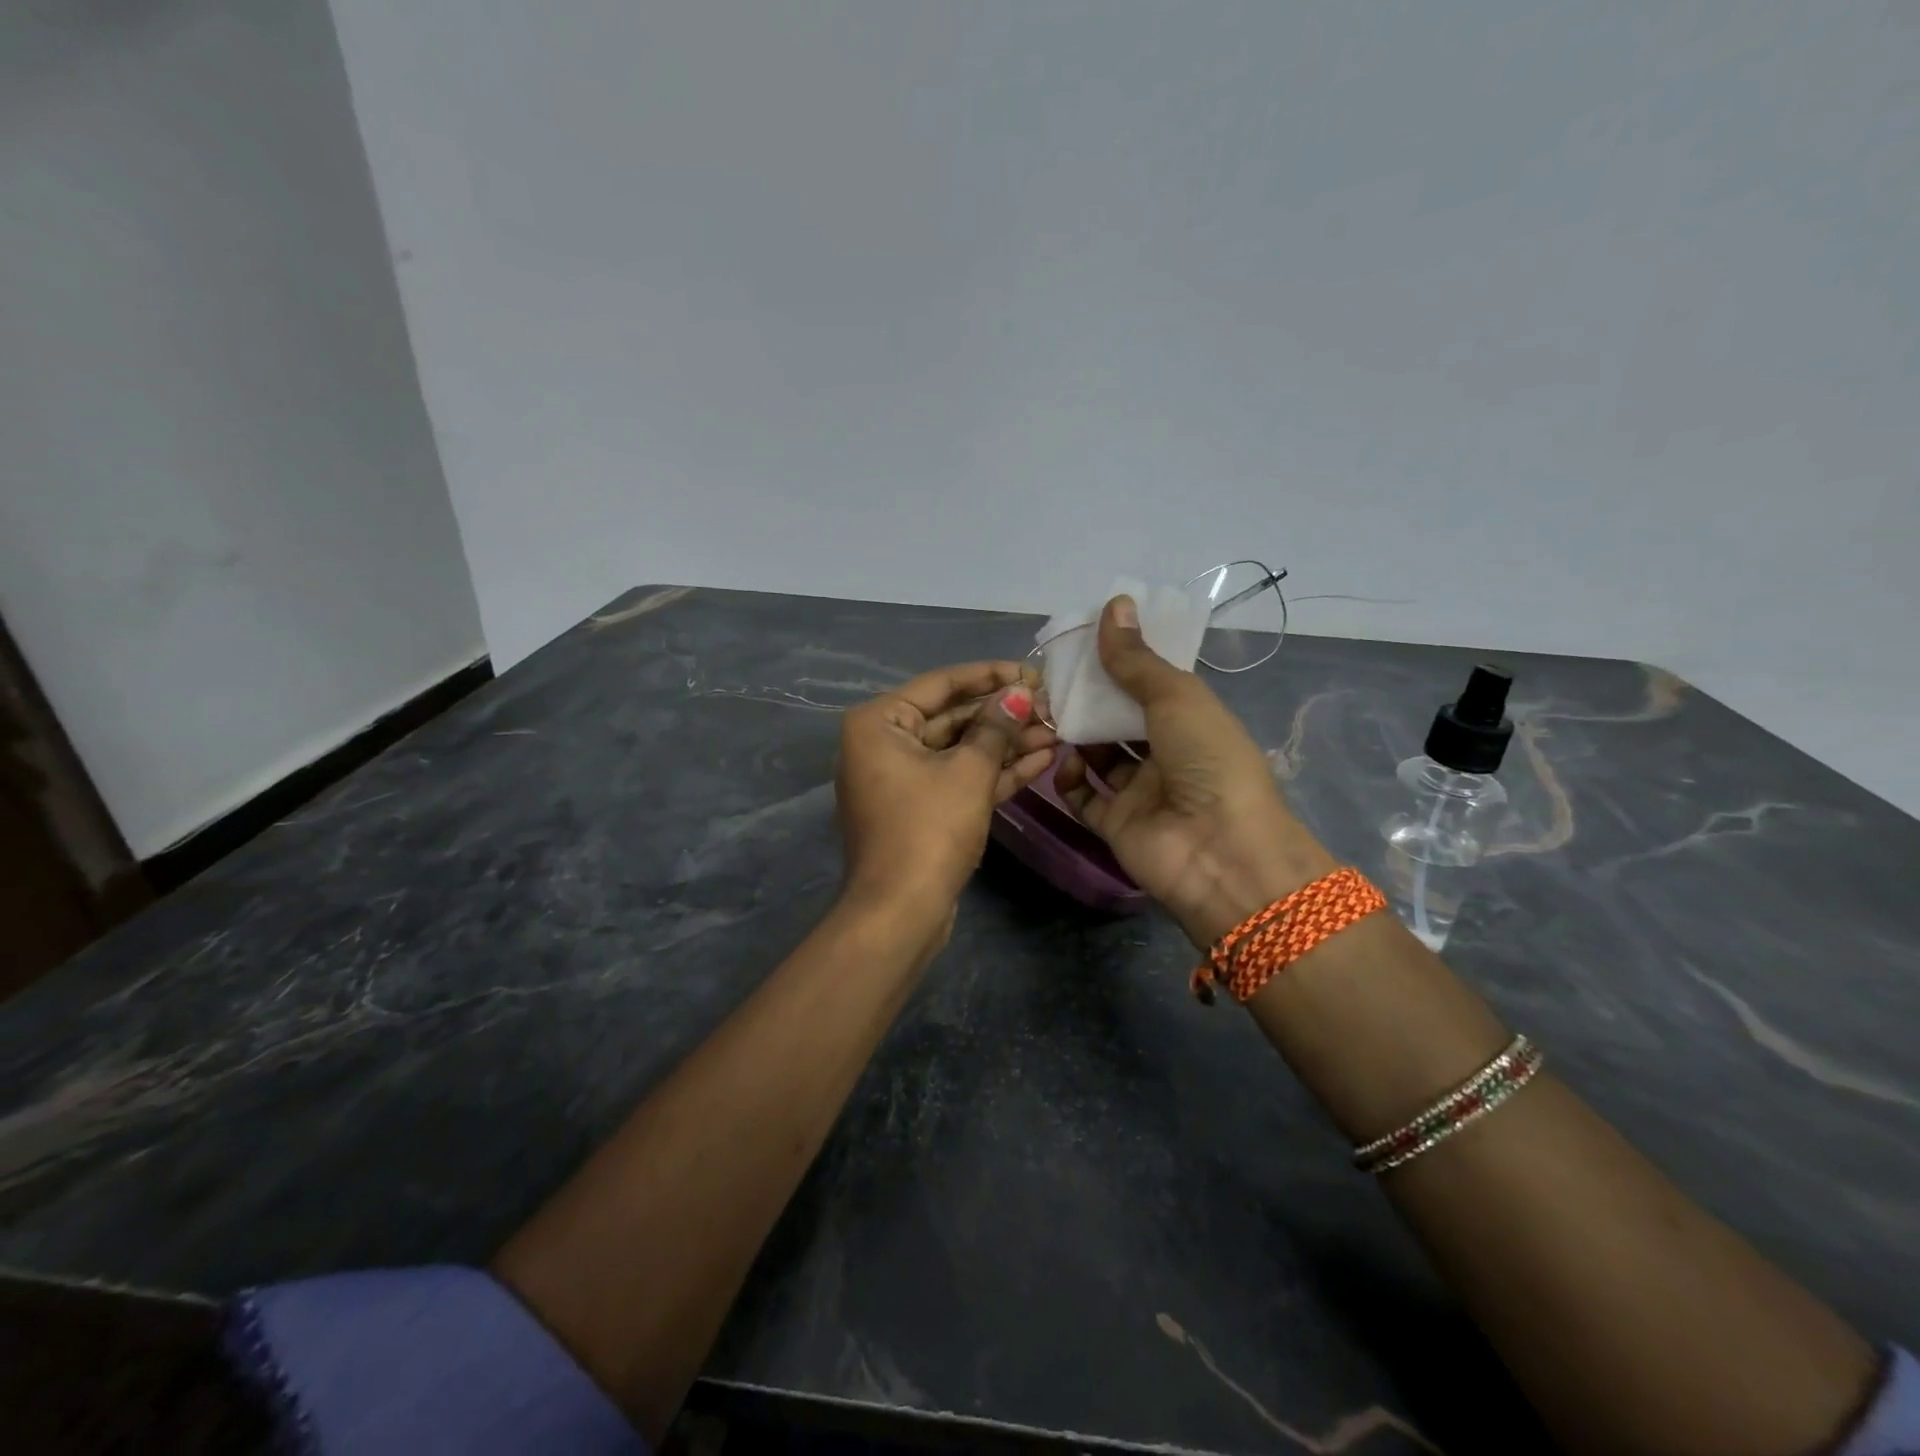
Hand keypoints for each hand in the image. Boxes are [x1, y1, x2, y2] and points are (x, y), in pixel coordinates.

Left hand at [836, 661, 1057, 921]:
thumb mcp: (968, 772)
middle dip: (1003, 715)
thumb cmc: (928, 829)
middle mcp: (883, 744)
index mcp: (879, 722)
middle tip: (1051, 706)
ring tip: (1057, 731)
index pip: (942, 684)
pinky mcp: (920, 809)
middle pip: (952, 717)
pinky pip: (958, 779)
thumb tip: (1020, 693)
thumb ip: (996, 727)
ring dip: (1006, 744)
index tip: (1033, 671)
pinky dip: (993, 772)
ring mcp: (901, 779)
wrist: (901, 913)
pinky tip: (1040, 759)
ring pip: (960, 750)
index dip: (991, 675)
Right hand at [1055, 597, 1336, 947]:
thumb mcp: (1176, 698)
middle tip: (1050, 680)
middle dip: (1088, 700)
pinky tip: (1059, 762)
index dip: (1118, 664)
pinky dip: (1068, 780)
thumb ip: (1136, 659)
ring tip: (1045, 715)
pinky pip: (1084, 798)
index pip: (1148, 685)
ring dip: (1074, 737)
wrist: (1220, 852)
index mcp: (1191, 721)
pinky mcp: (1116, 826)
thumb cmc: (1208, 761)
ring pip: (1098, 757)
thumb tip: (1113, 604)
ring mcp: (1140, 793)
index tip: (1081, 643)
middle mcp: (1166, 755)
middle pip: (1118, 721)